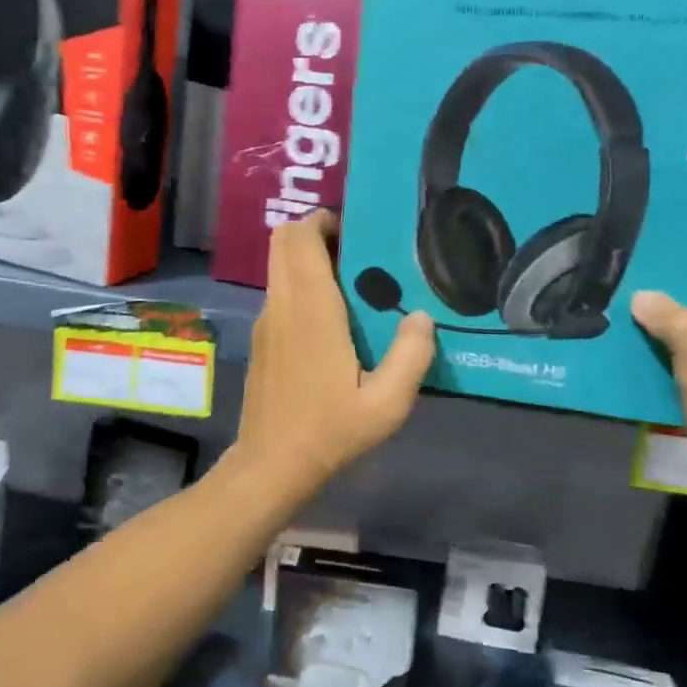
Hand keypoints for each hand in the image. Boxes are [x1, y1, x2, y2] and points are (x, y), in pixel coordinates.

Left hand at [232, 211, 435, 501]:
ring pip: (280, 268)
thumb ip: (411, 356)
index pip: (299, 238)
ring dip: (309, 262)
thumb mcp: (387, 404)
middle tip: (357, 253)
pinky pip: (280, 293)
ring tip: (354, 286)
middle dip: (316, 233)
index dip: (323, 221)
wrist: (271, 465)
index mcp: (311, 309)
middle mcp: (282, 305)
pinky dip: (301, 288)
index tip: (356, 231)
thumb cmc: (330, 431)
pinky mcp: (262, 340)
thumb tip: (423, 317)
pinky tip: (334, 321)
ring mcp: (266, 322)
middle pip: (282, 242)